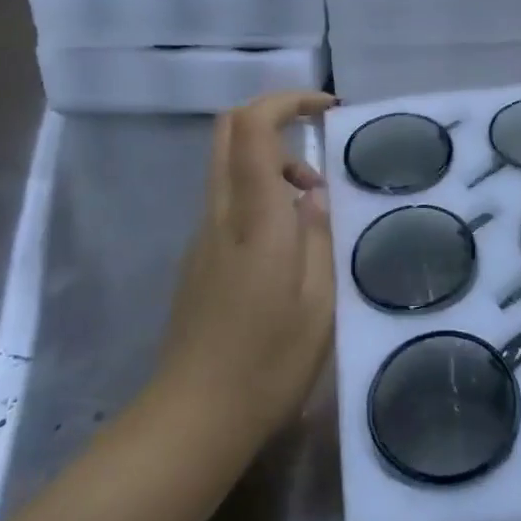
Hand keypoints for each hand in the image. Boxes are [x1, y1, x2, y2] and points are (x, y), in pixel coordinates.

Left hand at [155, 90, 337, 451]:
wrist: (193, 420)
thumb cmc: (268, 361)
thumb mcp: (318, 300)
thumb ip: (318, 234)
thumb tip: (312, 194)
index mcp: (253, 216)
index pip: (252, 126)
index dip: (288, 100)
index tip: (328, 108)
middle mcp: (220, 212)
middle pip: (228, 129)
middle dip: (273, 114)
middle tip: (317, 134)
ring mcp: (202, 234)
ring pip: (228, 162)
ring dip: (271, 159)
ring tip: (315, 201)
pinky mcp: (198, 256)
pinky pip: (229, 196)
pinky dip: (261, 189)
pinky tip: (291, 237)